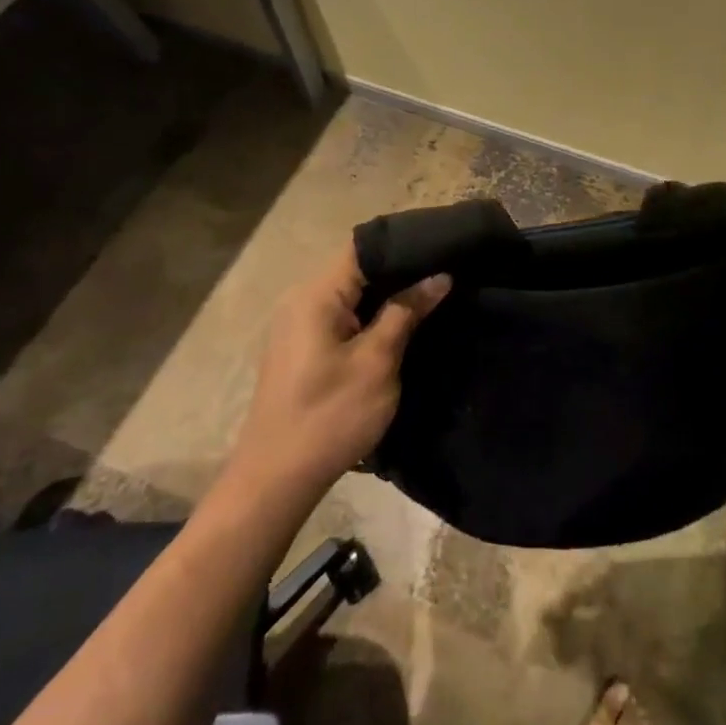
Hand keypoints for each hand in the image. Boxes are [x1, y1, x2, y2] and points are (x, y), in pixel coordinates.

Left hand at [232, 245, 450, 497]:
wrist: (277, 479)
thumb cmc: (330, 416)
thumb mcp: (377, 362)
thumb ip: (406, 312)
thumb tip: (438, 276)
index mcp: (316, 295)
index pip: (364, 248)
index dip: (404, 245)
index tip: (444, 247)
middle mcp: (302, 300)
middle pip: (357, 268)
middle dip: (402, 270)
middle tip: (448, 271)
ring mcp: (299, 325)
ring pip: (352, 294)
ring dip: (389, 295)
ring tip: (434, 292)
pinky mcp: (303, 348)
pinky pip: (343, 316)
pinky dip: (372, 315)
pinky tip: (403, 323)